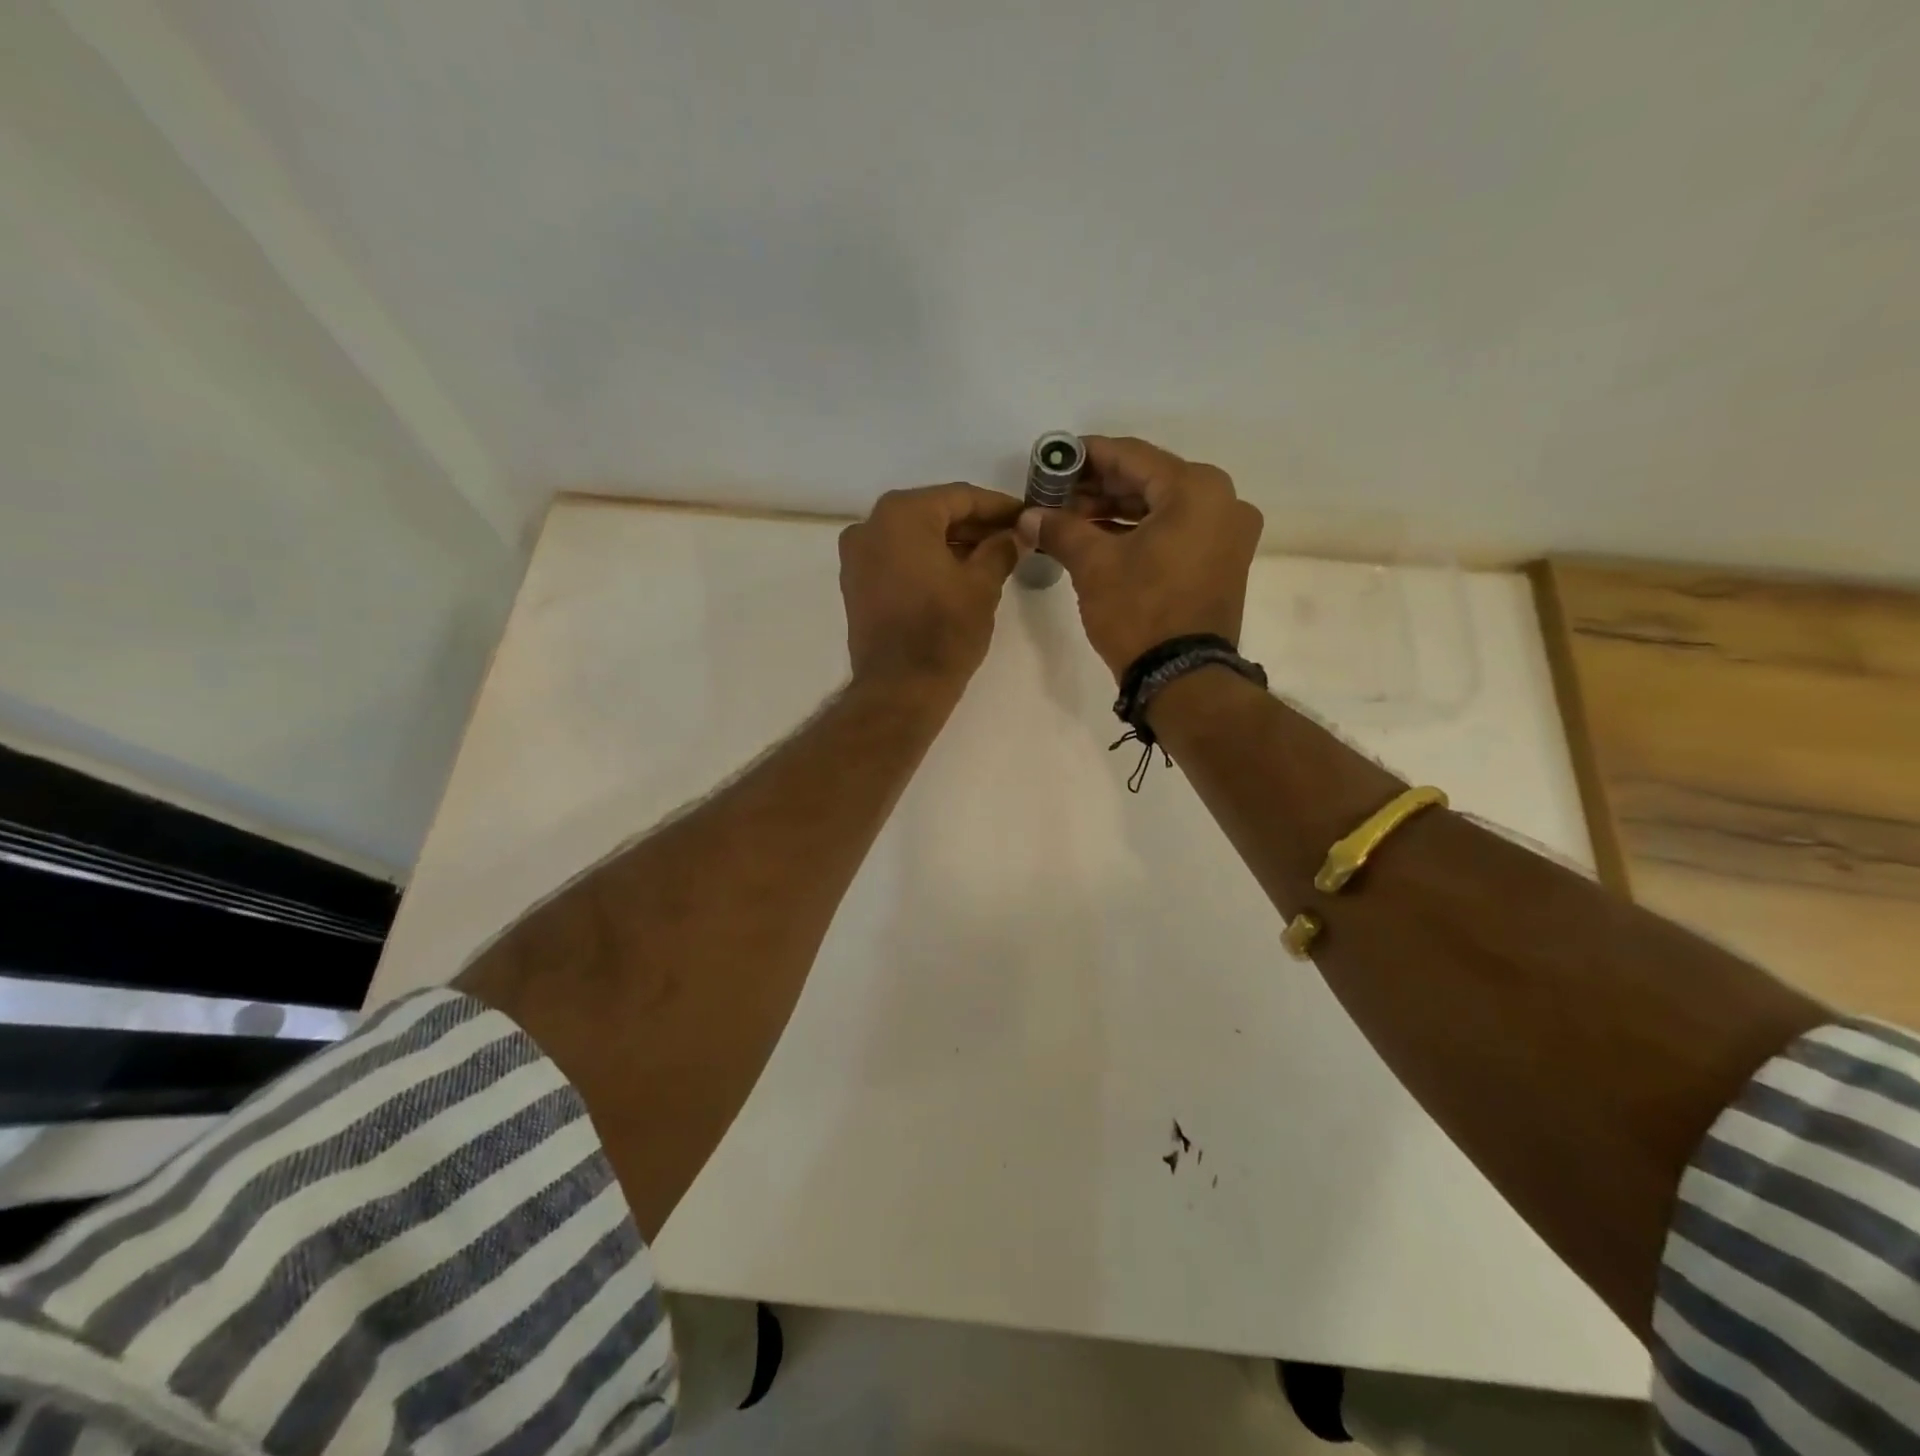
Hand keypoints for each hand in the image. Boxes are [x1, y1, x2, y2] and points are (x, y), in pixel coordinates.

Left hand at [839, 483, 1023, 693]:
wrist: (899, 688)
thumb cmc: (944, 631)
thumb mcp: (982, 586)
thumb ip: (1001, 550)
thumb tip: (1016, 534)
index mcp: (902, 514)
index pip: (960, 497)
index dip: (998, 506)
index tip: (1026, 516)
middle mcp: (871, 524)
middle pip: (934, 513)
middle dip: (974, 525)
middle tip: (1013, 537)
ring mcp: (858, 555)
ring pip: (914, 536)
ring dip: (952, 543)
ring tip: (992, 557)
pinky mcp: (856, 583)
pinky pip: (898, 558)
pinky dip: (927, 560)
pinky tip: (959, 573)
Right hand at [1016, 436, 1263, 679]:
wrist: (1183, 678)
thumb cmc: (1140, 612)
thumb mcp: (1093, 565)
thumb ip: (1061, 529)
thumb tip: (1028, 516)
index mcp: (1196, 488)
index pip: (1131, 456)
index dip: (1086, 456)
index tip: (1052, 459)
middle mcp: (1222, 500)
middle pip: (1148, 480)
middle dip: (1098, 488)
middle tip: (1055, 496)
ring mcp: (1227, 533)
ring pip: (1161, 507)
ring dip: (1115, 511)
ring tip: (1069, 519)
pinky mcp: (1222, 561)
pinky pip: (1175, 531)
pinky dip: (1139, 532)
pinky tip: (1100, 538)